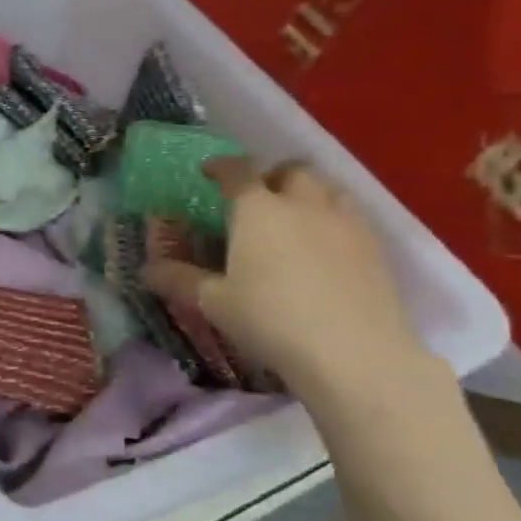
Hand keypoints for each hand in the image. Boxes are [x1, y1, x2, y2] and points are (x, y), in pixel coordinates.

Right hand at [144, 158, 432, 397]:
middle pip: (291, 170)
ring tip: (294, 219)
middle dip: (272, 176)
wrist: (353, 353)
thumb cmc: (270, 320)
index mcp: (257, 209)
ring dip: (307, 194)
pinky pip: (351, 217)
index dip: (221, 167)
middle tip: (257, 199)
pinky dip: (333, 220)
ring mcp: (344, 222)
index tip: (209, 173)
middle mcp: (302, 203)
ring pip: (328, 188)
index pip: (237, 171)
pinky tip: (325, 249)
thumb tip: (146, 270)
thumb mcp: (214, 303)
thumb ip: (179, 280)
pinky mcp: (375, 247)